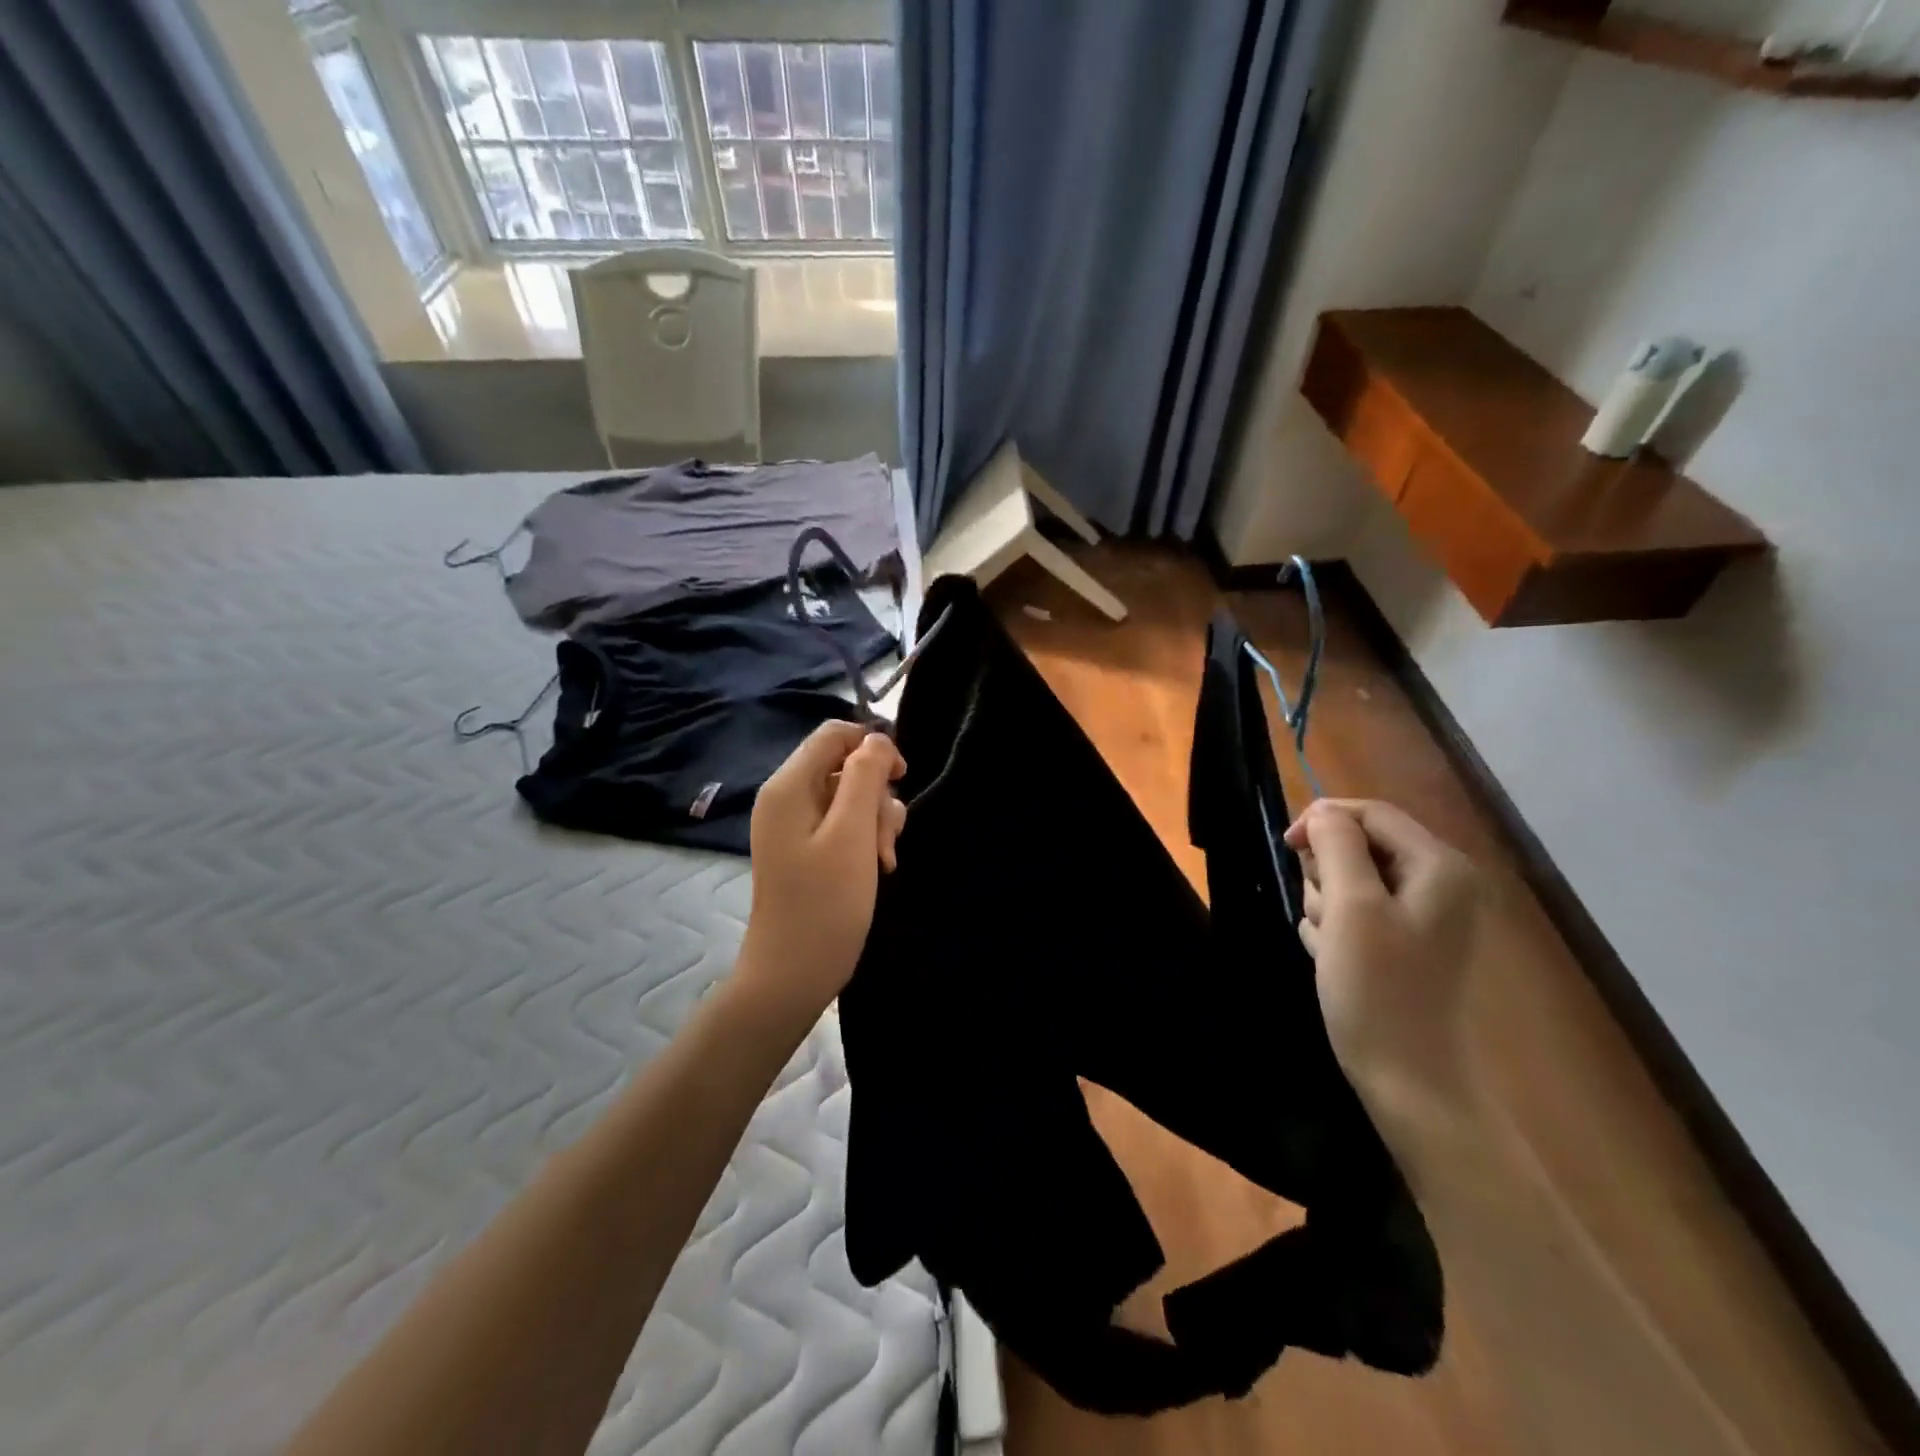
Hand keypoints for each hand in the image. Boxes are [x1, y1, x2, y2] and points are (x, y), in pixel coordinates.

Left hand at [735, 722, 906, 1026]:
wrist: (793, 974)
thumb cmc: (825, 904)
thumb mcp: (852, 834)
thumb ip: (865, 777)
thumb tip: (876, 740)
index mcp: (789, 786)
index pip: (835, 734)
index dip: (873, 747)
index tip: (901, 778)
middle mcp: (787, 798)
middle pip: (845, 767)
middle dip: (876, 796)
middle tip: (885, 839)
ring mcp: (795, 826)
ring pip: (850, 798)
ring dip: (876, 821)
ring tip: (883, 860)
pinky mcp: (807, 849)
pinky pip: (843, 825)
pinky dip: (865, 839)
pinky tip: (877, 867)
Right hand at [1287, 800, 1483, 1117]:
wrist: (1406, 1079)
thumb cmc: (1377, 988)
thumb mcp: (1350, 906)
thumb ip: (1336, 845)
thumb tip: (1323, 812)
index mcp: (1439, 867)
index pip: (1372, 812)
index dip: (1324, 819)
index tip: (1287, 847)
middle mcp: (1439, 883)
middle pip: (1361, 844)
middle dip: (1327, 873)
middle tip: (1325, 915)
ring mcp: (1424, 915)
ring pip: (1351, 879)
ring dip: (1327, 904)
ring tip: (1330, 945)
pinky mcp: (1405, 941)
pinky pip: (1355, 910)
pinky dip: (1335, 927)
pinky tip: (1334, 958)